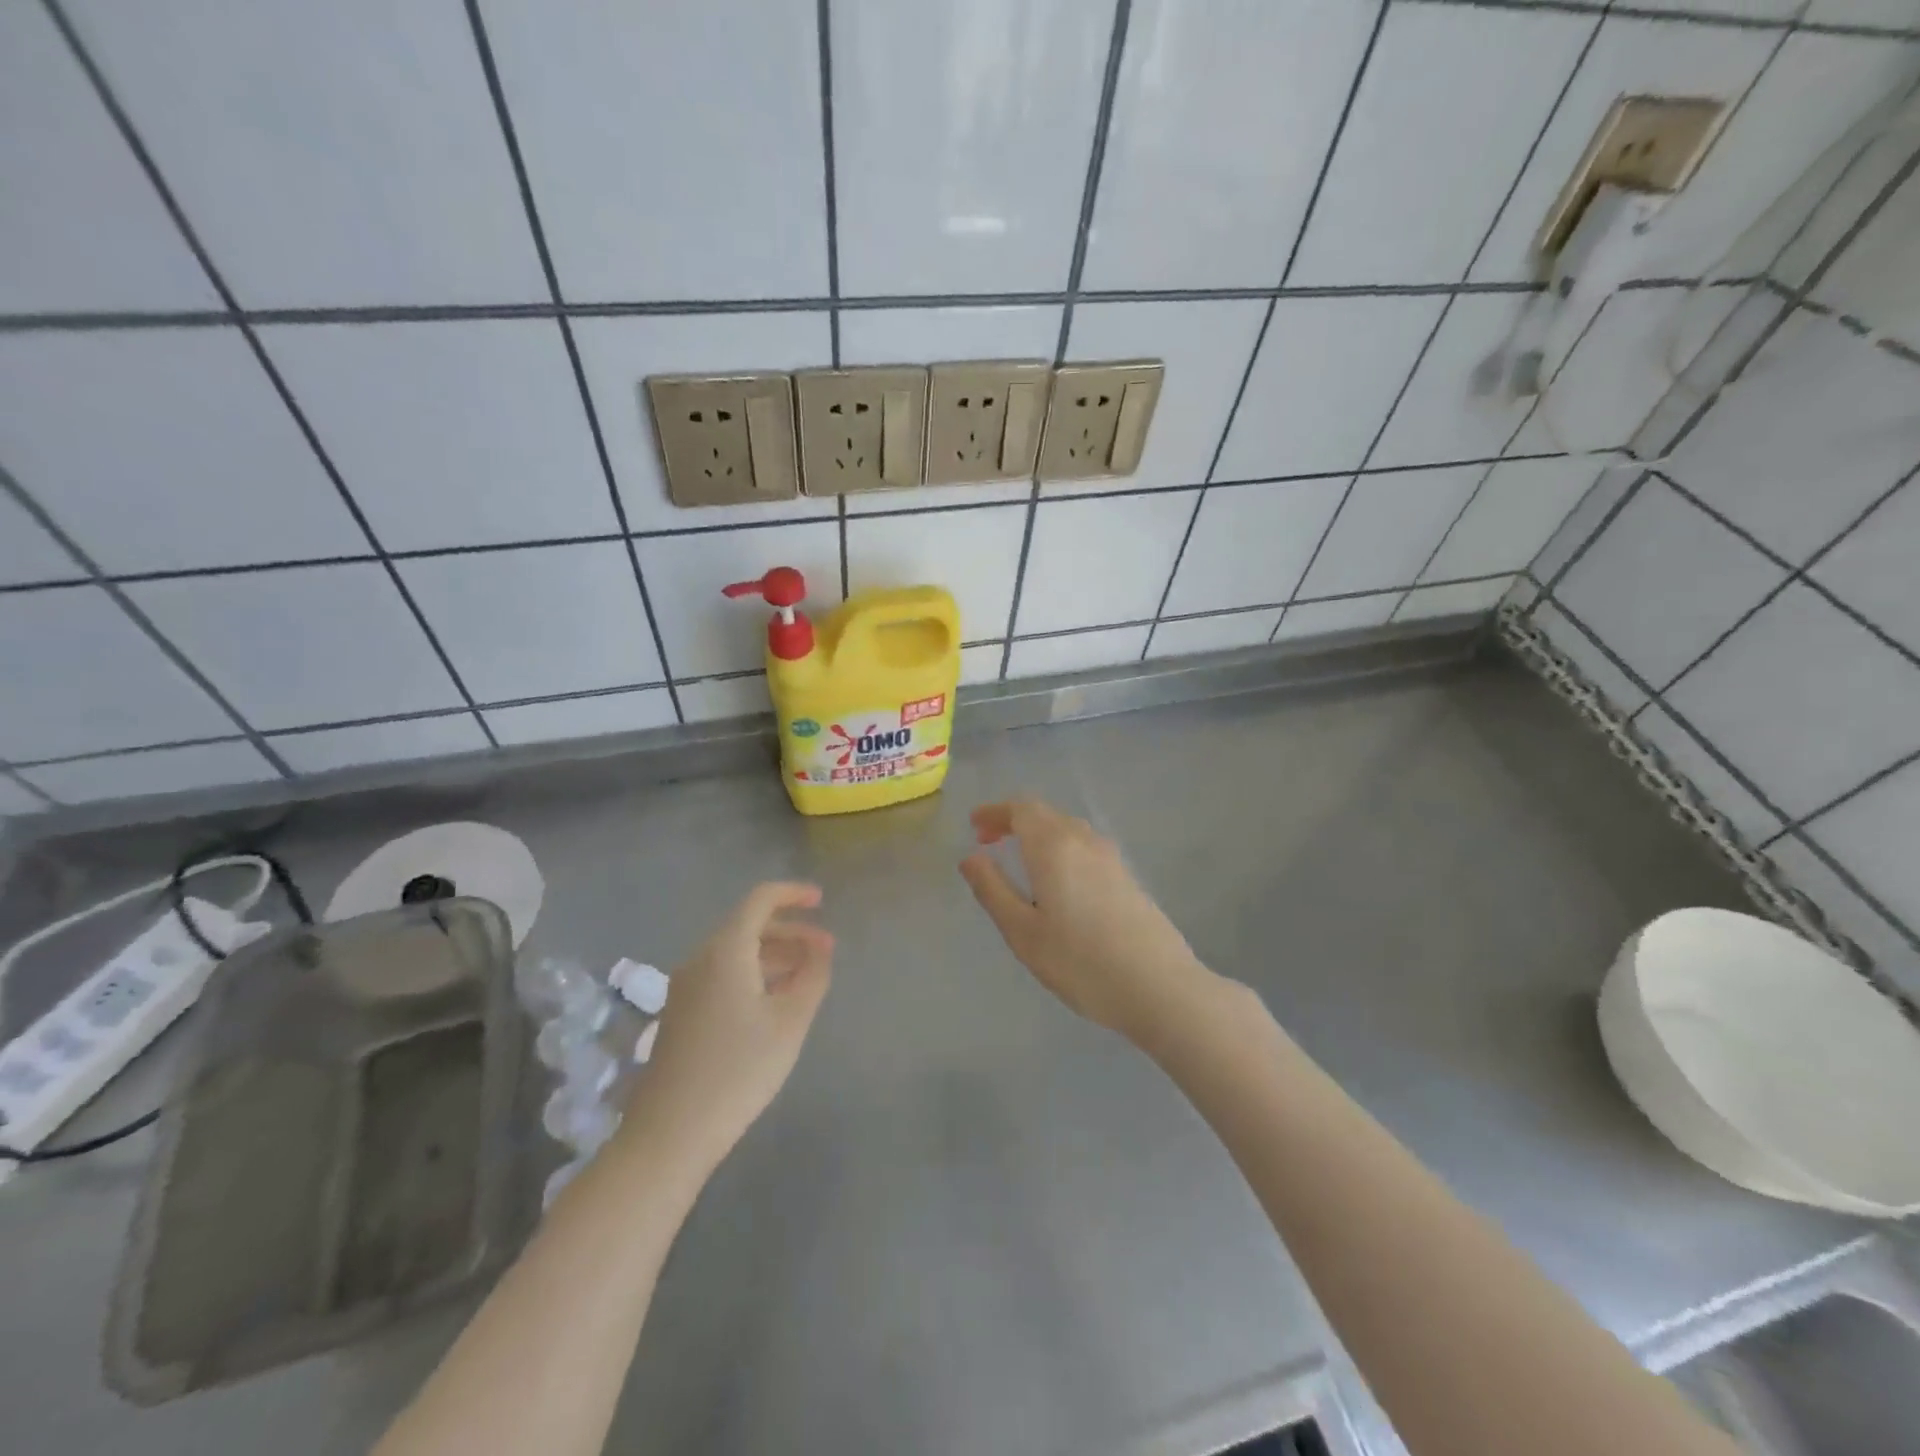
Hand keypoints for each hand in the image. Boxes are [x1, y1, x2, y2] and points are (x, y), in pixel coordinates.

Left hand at [631, 883, 832, 1167]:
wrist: (670, 1134)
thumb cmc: (739, 1070)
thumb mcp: (790, 1022)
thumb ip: (812, 976)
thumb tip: (821, 949)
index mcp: (725, 951)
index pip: (759, 900)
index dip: (792, 894)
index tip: (822, 901)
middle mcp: (700, 959)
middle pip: (748, 926)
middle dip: (790, 931)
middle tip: (826, 950)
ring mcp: (685, 988)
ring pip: (736, 953)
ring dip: (774, 955)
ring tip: (808, 977)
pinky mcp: (680, 1014)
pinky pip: (722, 976)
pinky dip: (754, 975)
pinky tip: (774, 1003)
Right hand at [959, 800, 1213, 1044]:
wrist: (1159, 987)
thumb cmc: (1081, 962)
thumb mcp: (1023, 932)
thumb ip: (992, 889)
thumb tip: (970, 858)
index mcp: (1055, 846)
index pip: (1022, 808)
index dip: (996, 812)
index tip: (975, 826)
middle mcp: (1084, 841)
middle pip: (1045, 813)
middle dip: (1013, 820)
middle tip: (988, 841)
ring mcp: (1111, 857)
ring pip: (1067, 828)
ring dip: (1038, 834)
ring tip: (1019, 860)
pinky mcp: (1127, 876)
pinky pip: (1085, 846)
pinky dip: (1060, 848)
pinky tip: (1057, 881)